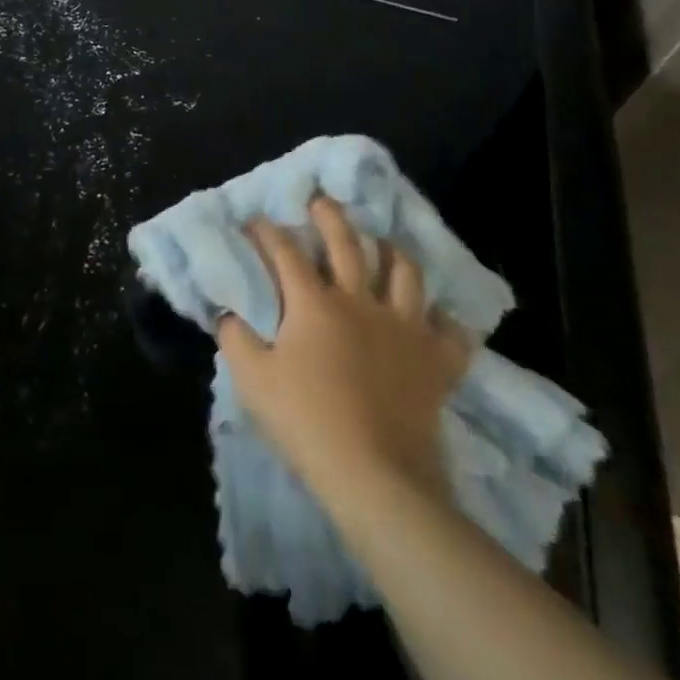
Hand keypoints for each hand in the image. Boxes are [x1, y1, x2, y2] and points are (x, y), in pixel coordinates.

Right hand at [218, 195, 471, 512]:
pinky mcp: (436, 361)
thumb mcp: (253, 380)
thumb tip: (228, 311)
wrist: (377, 477)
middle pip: (347, 244)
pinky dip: (446, 321)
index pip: (285, 252)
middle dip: (330, 216)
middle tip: (322, 201)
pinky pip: (451, 332)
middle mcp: (360, 301)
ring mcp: (404, 328)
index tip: (255, 220)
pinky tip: (439, 318)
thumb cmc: (307, 422)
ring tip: (384, 244)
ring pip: (405, 273)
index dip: (266, 232)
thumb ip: (235, 338)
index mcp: (314, 303)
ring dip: (393, 252)